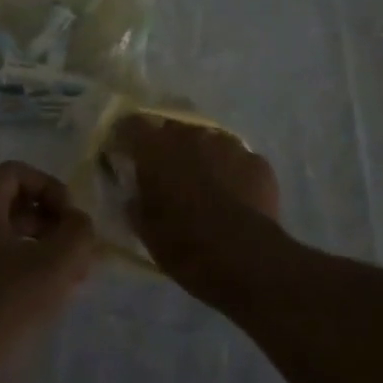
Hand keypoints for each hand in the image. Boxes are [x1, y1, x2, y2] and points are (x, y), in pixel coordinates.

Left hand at [0, 162, 95, 382]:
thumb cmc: (7, 309)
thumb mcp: (57, 264)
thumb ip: (77, 231)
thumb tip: (77, 223)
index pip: (15, 173)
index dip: (50, 187)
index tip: (71, 219)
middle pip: (10, 204)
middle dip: (50, 222)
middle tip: (78, 250)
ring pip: (3, 237)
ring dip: (41, 248)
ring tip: (72, 277)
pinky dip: (22, 269)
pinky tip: (48, 298)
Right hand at [112, 114, 286, 302]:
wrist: (243, 257)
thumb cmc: (183, 243)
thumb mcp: (145, 228)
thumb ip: (136, 201)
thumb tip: (135, 194)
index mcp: (156, 147)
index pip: (132, 125)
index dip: (126, 137)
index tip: (125, 152)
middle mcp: (192, 134)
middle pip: (174, 129)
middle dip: (168, 146)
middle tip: (168, 172)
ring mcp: (229, 144)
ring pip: (209, 142)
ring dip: (203, 157)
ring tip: (206, 185)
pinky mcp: (257, 161)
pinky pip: (238, 160)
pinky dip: (233, 172)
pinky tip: (235, 197)